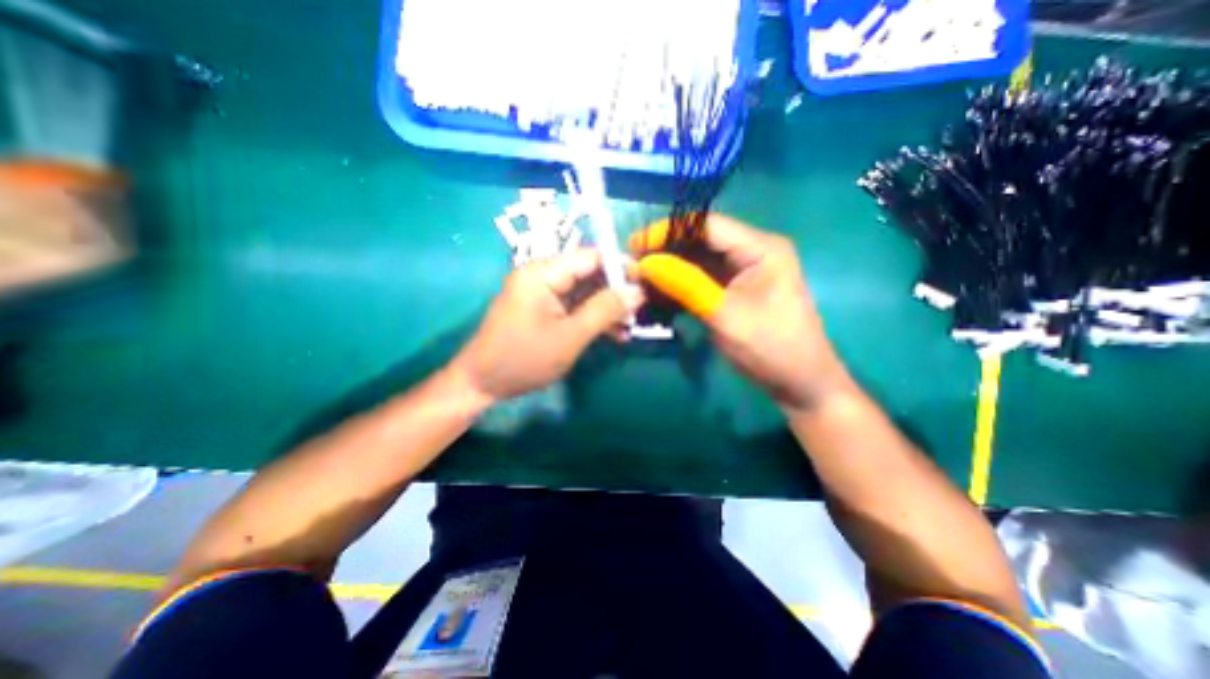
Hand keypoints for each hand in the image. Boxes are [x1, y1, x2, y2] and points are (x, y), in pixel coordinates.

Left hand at [450, 253, 642, 404]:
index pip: (590, 257)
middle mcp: (541, 276)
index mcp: (543, 273)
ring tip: (630, 328)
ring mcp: (541, 293)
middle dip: (616, 293)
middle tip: (640, 312)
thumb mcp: (570, 336)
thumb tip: (637, 291)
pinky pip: (573, 307)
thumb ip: (605, 310)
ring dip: (607, 309)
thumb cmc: (524, 359)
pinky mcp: (542, 309)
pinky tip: (613, 335)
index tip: (646, 283)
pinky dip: (592, 318)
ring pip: (584, 293)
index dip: (620, 267)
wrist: (482, 383)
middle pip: (588, 274)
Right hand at [633, 215, 849, 410]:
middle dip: (664, 253)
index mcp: (760, 248)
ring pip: (696, 262)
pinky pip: (700, 281)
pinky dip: (678, 287)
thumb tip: (646, 263)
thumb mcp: (725, 314)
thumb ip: (685, 284)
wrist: (798, 384)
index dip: (668, 231)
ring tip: (639, 284)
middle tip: (632, 268)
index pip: (706, 225)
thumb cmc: (770, 348)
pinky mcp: (732, 291)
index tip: (634, 246)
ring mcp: (741, 272)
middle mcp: (750, 252)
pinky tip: (656, 296)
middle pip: (699, 241)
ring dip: (668, 271)